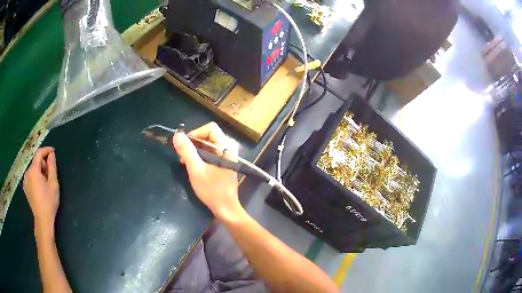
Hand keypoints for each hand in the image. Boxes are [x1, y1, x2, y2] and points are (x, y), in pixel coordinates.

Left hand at [23, 147, 59, 233]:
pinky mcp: (25, 187)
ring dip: (40, 171)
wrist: (43, 220)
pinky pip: (31, 177)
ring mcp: (25, 181)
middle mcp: (27, 173)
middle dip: (43, 164)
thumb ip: (52, 167)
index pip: (39, 153)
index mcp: (33, 171)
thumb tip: (51, 154)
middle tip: (51, 174)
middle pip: (36, 162)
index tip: (53, 152)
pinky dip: (36, 177)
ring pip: (33, 169)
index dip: (46, 150)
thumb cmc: (49, 202)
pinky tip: (40, 187)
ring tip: (46, 183)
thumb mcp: (53, 184)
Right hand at [173, 122, 241, 218]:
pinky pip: (209, 154)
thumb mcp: (196, 170)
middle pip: (208, 136)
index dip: (196, 133)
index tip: (185, 145)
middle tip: (182, 155)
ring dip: (195, 151)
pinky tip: (192, 166)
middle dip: (193, 143)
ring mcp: (226, 157)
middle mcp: (228, 149)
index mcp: (225, 148)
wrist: (226, 209)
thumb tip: (178, 135)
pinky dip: (199, 157)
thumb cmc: (212, 190)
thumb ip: (187, 151)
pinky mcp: (222, 165)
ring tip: (184, 162)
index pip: (210, 128)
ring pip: (208, 145)